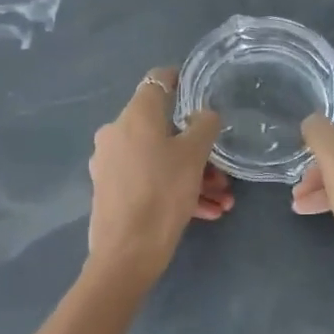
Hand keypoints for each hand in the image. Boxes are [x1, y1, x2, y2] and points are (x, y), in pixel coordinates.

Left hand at [85, 68, 230, 286]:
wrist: (126, 253)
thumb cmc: (162, 193)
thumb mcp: (193, 156)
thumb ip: (203, 126)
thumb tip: (203, 114)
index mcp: (135, 115)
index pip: (158, 80)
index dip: (181, 80)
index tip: (200, 90)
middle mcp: (116, 132)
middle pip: (163, 129)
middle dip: (198, 150)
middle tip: (223, 174)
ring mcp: (110, 162)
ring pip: (159, 159)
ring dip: (193, 176)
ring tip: (222, 202)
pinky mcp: (111, 190)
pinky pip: (149, 180)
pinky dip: (175, 190)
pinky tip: (205, 213)